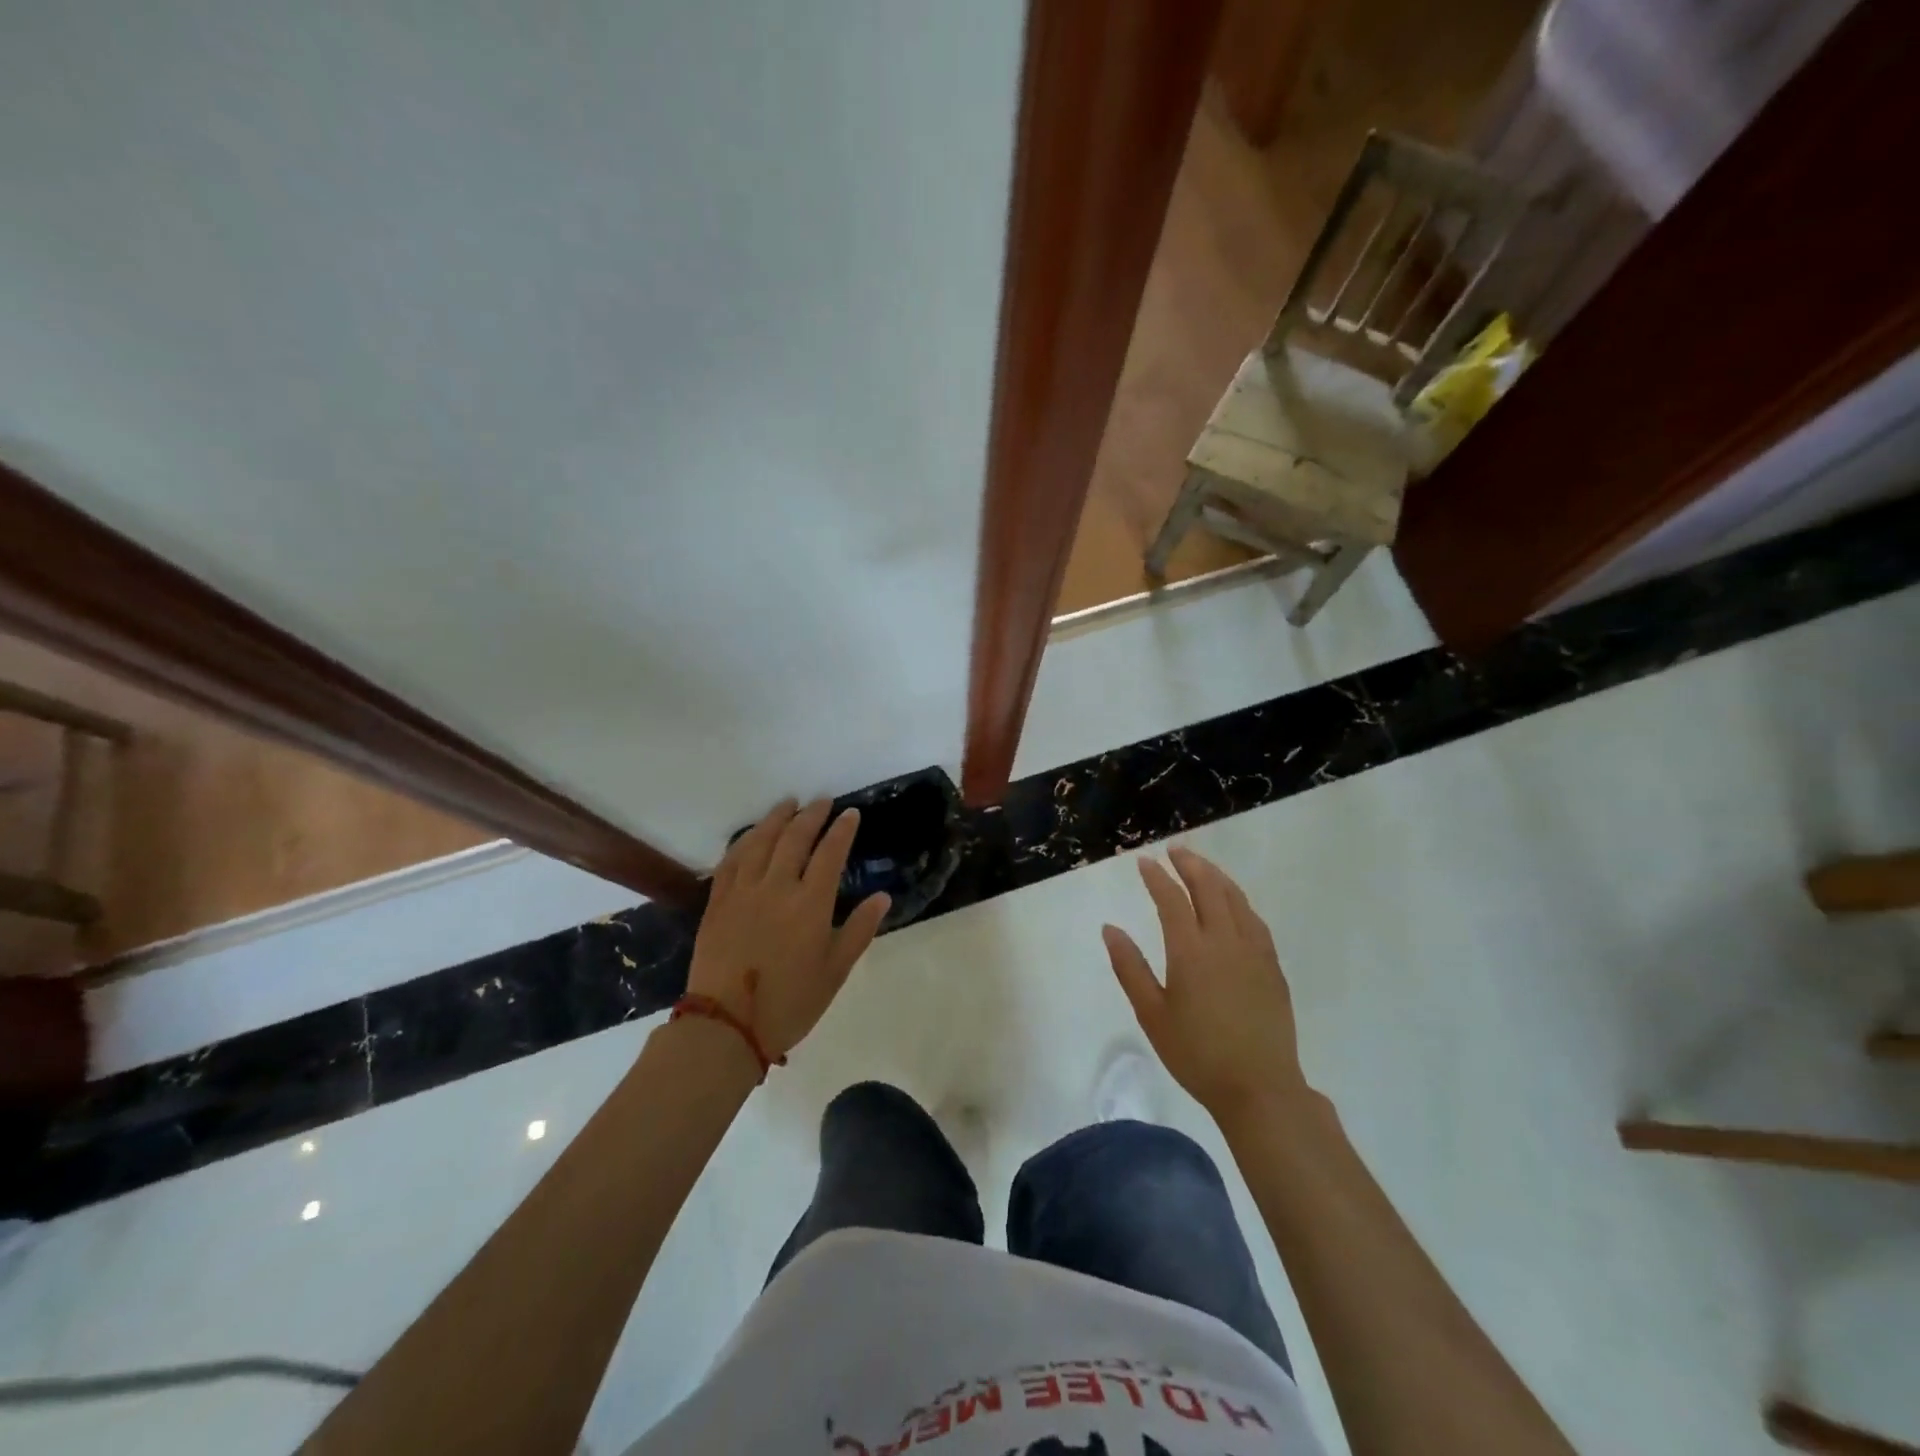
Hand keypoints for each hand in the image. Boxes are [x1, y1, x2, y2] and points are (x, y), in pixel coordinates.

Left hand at [687, 798, 888, 1060]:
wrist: (727, 1026)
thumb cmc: (790, 1003)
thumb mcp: (835, 971)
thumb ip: (859, 930)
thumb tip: (882, 897)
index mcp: (810, 904)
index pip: (830, 854)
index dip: (842, 830)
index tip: (851, 814)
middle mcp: (776, 887)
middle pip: (795, 839)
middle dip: (811, 815)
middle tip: (822, 801)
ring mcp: (743, 892)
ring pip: (760, 842)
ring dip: (776, 819)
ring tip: (788, 804)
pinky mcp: (717, 902)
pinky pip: (731, 860)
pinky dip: (744, 841)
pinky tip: (751, 835)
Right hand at [1102, 846, 1310, 1127]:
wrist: (1259, 1088)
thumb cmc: (1196, 1054)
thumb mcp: (1152, 1014)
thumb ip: (1130, 967)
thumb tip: (1110, 929)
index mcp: (1191, 951)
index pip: (1172, 899)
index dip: (1157, 877)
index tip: (1144, 861)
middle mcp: (1224, 941)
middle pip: (1209, 889)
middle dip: (1190, 865)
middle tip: (1175, 850)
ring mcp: (1254, 952)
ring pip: (1236, 899)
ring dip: (1216, 877)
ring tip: (1201, 865)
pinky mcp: (1272, 967)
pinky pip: (1254, 920)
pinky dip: (1239, 900)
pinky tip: (1234, 903)